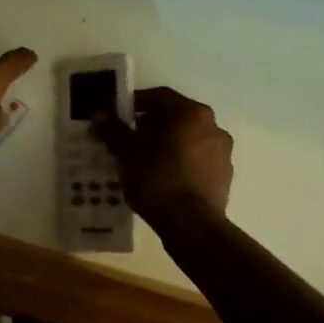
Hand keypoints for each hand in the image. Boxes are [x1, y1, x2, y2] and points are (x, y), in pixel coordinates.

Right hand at [92, 86, 232, 221]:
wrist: (191, 225)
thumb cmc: (157, 179)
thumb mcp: (127, 153)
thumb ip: (113, 130)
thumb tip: (99, 114)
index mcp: (191, 113)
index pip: (159, 96)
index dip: (136, 103)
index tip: (119, 115)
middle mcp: (213, 126)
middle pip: (176, 117)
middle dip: (151, 125)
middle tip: (129, 138)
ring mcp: (222, 153)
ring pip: (188, 139)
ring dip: (167, 144)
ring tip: (144, 160)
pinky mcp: (224, 176)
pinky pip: (197, 160)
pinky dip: (180, 162)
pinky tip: (163, 178)